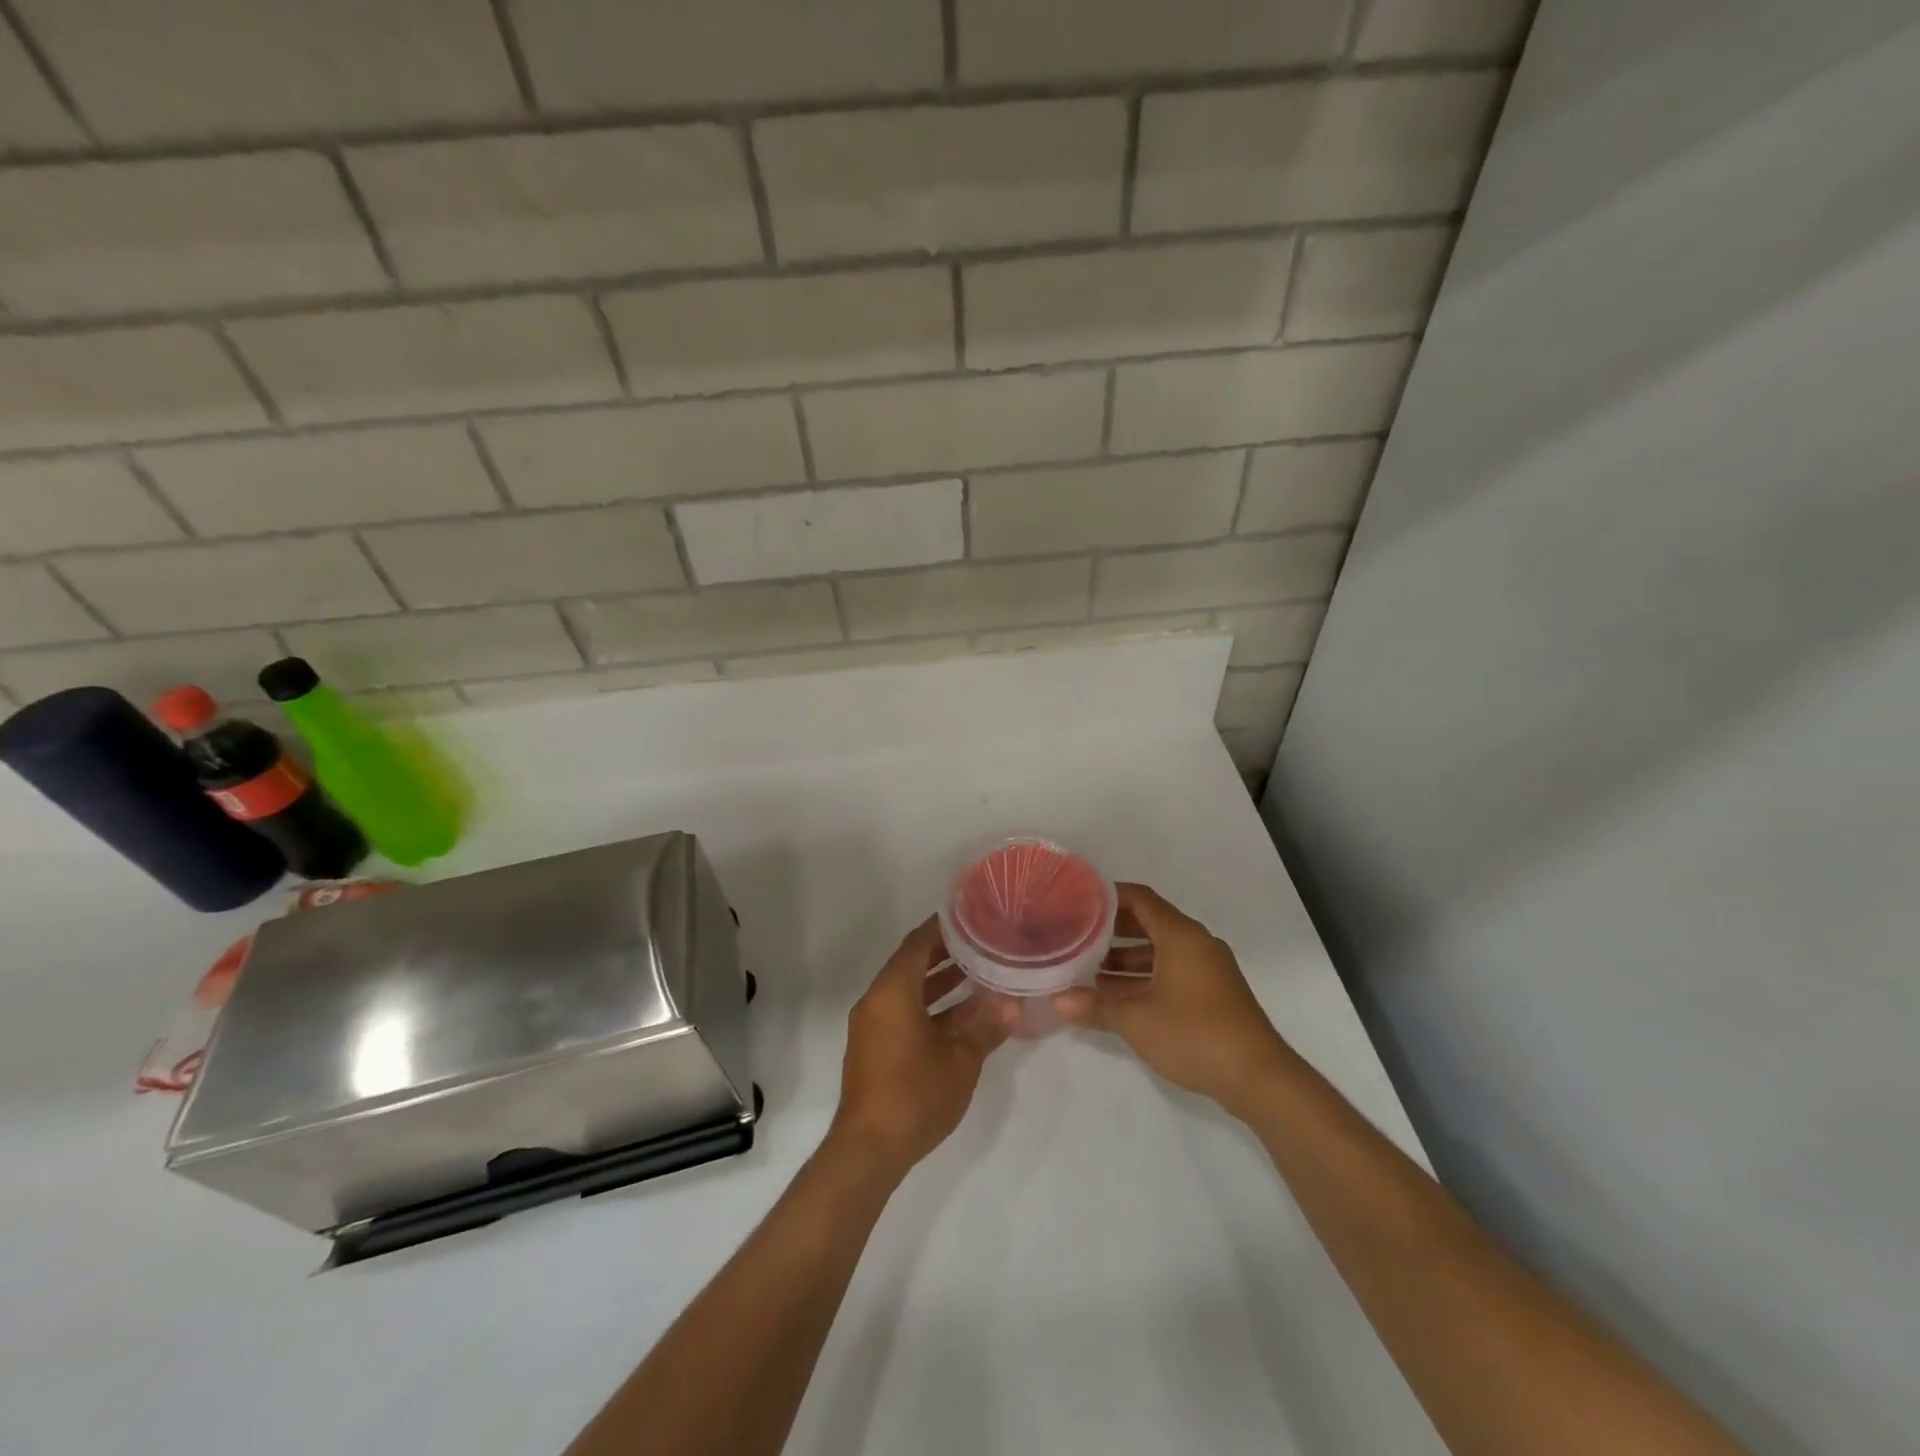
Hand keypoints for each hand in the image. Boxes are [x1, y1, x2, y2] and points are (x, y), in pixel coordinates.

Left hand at [828, 917, 1015, 1175]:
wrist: (868, 1150)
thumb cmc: (914, 1095)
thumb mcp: (960, 1060)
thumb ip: (986, 1028)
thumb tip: (1012, 1006)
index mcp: (892, 992)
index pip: (918, 943)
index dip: (944, 927)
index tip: (972, 915)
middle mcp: (877, 1001)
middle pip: (912, 963)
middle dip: (946, 952)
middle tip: (982, 941)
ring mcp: (873, 1025)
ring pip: (909, 990)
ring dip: (940, 981)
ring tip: (979, 972)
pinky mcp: (875, 1047)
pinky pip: (904, 1011)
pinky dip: (930, 1006)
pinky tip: (963, 1014)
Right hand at [1053, 883, 1294, 1114]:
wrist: (1258, 1078)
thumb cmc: (1194, 1034)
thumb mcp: (1136, 1020)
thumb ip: (1095, 1006)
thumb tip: (1057, 1000)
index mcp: (1180, 935)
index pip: (1140, 899)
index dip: (1109, 896)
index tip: (1079, 901)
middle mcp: (1197, 943)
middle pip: (1150, 923)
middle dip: (1113, 931)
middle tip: (1078, 937)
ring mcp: (1209, 969)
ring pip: (1162, 951)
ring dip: (1128, 959)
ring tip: (1091, 972)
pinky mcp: (1215, 994)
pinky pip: (1174, 971)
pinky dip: (1147, 976)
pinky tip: (1121, 997)